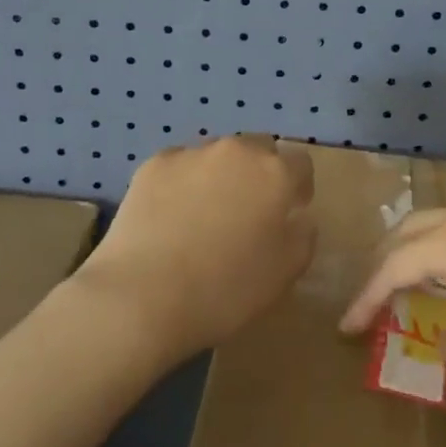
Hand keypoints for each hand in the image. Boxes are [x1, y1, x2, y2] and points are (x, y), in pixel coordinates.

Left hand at [76, 136, 314, 360]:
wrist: (142, 296)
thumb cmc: (225, 289)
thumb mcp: (286, 273)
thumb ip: (303, 236)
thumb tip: (298, 217)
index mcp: (275, 174)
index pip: (301, 164)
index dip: (298, 188)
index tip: (289, 214)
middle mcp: (237, 151)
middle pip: (259, 150)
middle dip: (260, 173)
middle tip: (248, 212)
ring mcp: (192, 153)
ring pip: (218, 155)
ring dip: (221, 175)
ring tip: (204, 216)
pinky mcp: (154, 164)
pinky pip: (180, 166)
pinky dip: (183, 183)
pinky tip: (171, 217)